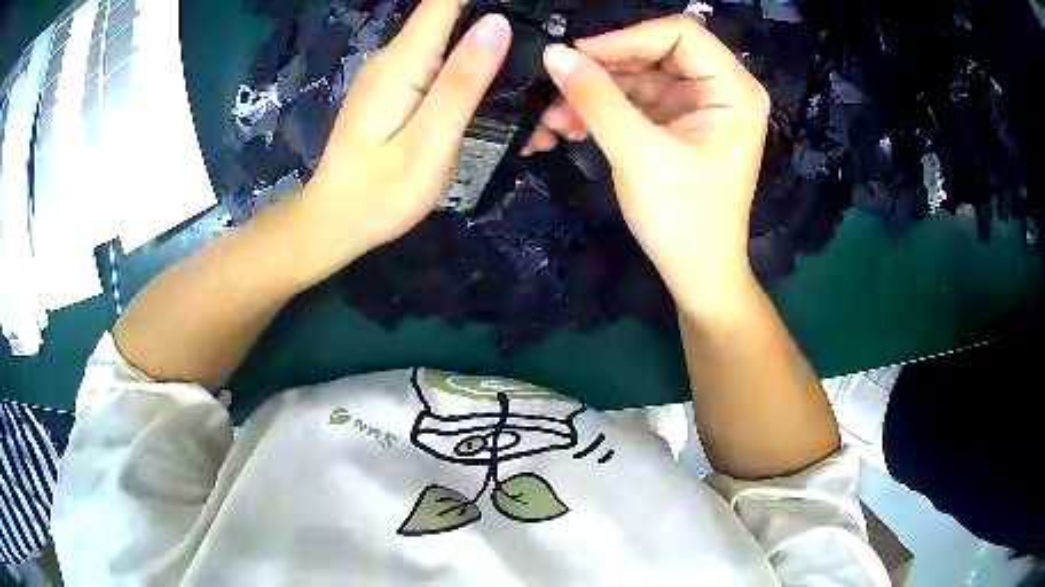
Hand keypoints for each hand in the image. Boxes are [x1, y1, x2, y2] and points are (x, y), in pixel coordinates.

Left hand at [295, 0, 511, 277]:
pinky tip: (500, 102)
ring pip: (450, 44)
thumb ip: (462, 82)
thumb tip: (497, 23)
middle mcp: (396, 57)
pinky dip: (473, 77)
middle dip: (501, 29)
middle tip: (547, 58)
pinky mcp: (397, 92)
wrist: (334, 224)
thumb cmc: (380, 193)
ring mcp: (395, 75)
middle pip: (453, 18)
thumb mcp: (429, 141)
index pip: (446, 0)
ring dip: (492, 57)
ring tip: (536, 87)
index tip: (531, 8)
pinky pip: (440, 69)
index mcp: (404, 61)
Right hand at [526, 16, 769, 313]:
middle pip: (654, 52)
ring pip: (638, 76)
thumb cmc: (683, 218)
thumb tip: (553, 53)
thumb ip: (596, 98)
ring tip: (553, 116)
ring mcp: (697, 105)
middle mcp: (720, 89)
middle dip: (604, 70)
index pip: (679, 34)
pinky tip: (570, 126)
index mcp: (733, 90)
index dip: (626, 38)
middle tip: (556, 86)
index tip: (577, 56)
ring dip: (595, 92)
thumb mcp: (638, 153)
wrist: (697, 274)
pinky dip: (603, 109)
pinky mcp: (677, 123)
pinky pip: (635, 100)